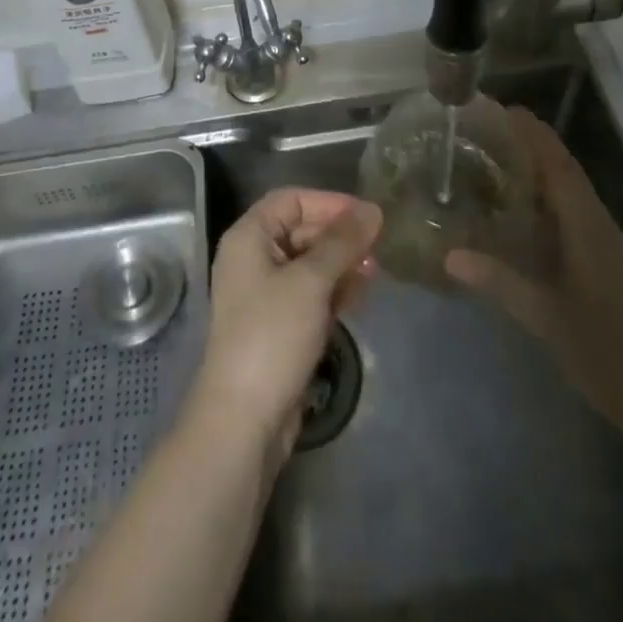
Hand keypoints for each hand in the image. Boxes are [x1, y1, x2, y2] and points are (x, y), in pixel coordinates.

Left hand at [191, 188, 381, 457]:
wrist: (244, 421)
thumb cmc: (272, 335)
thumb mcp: (311, 281)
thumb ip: (342, 242)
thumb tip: (372, 209)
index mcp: (249, 238)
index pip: (291, 200)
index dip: (329, 202)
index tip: (367, 215)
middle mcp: (253, 259)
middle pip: (301, 230)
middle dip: (339, 235)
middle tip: (378, 245)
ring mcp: (264, 294)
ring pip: (309, 263)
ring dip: (341, 263)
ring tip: (375, 270)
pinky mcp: (278, 325)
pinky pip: (309, 293)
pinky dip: (333, 289)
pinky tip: (359, 295)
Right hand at [445, 107, 622, 433]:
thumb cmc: (611, 353)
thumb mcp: (547, 318)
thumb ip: (500, 282)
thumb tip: (449, 255)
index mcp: (587, 223)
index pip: (556, 160)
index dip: (529, 130)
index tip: (495, 108)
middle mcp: (597, 224)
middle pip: (561, 169)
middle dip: (525, 145)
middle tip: (479, 136)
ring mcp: (605, 245)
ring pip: (567, 193)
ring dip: (534, 172)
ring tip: (489, 165)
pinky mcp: (605, 266)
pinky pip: (569, 217)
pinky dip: (542, 203)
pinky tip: (517, 218)